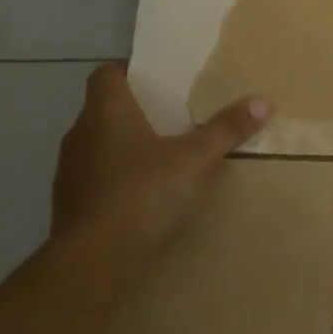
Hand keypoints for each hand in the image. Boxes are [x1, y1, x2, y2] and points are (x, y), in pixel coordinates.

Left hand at [51, 62, 267, 252]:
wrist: (92, 263)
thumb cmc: (143, 194)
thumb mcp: (196, 159)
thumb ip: (226, 129)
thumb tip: (262, 101)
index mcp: (106, 112)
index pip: (107, 73)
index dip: (131, 71)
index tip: (162, 79)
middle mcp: (81, 134)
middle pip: (107, 108)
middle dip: (139, 110)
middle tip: (177, 114)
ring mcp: (71, 171)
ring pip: (101, 144)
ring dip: (128, 145)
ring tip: (167, 154)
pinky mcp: (70, 204)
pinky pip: (98, 177)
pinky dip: (120, 177)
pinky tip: (147, 192)